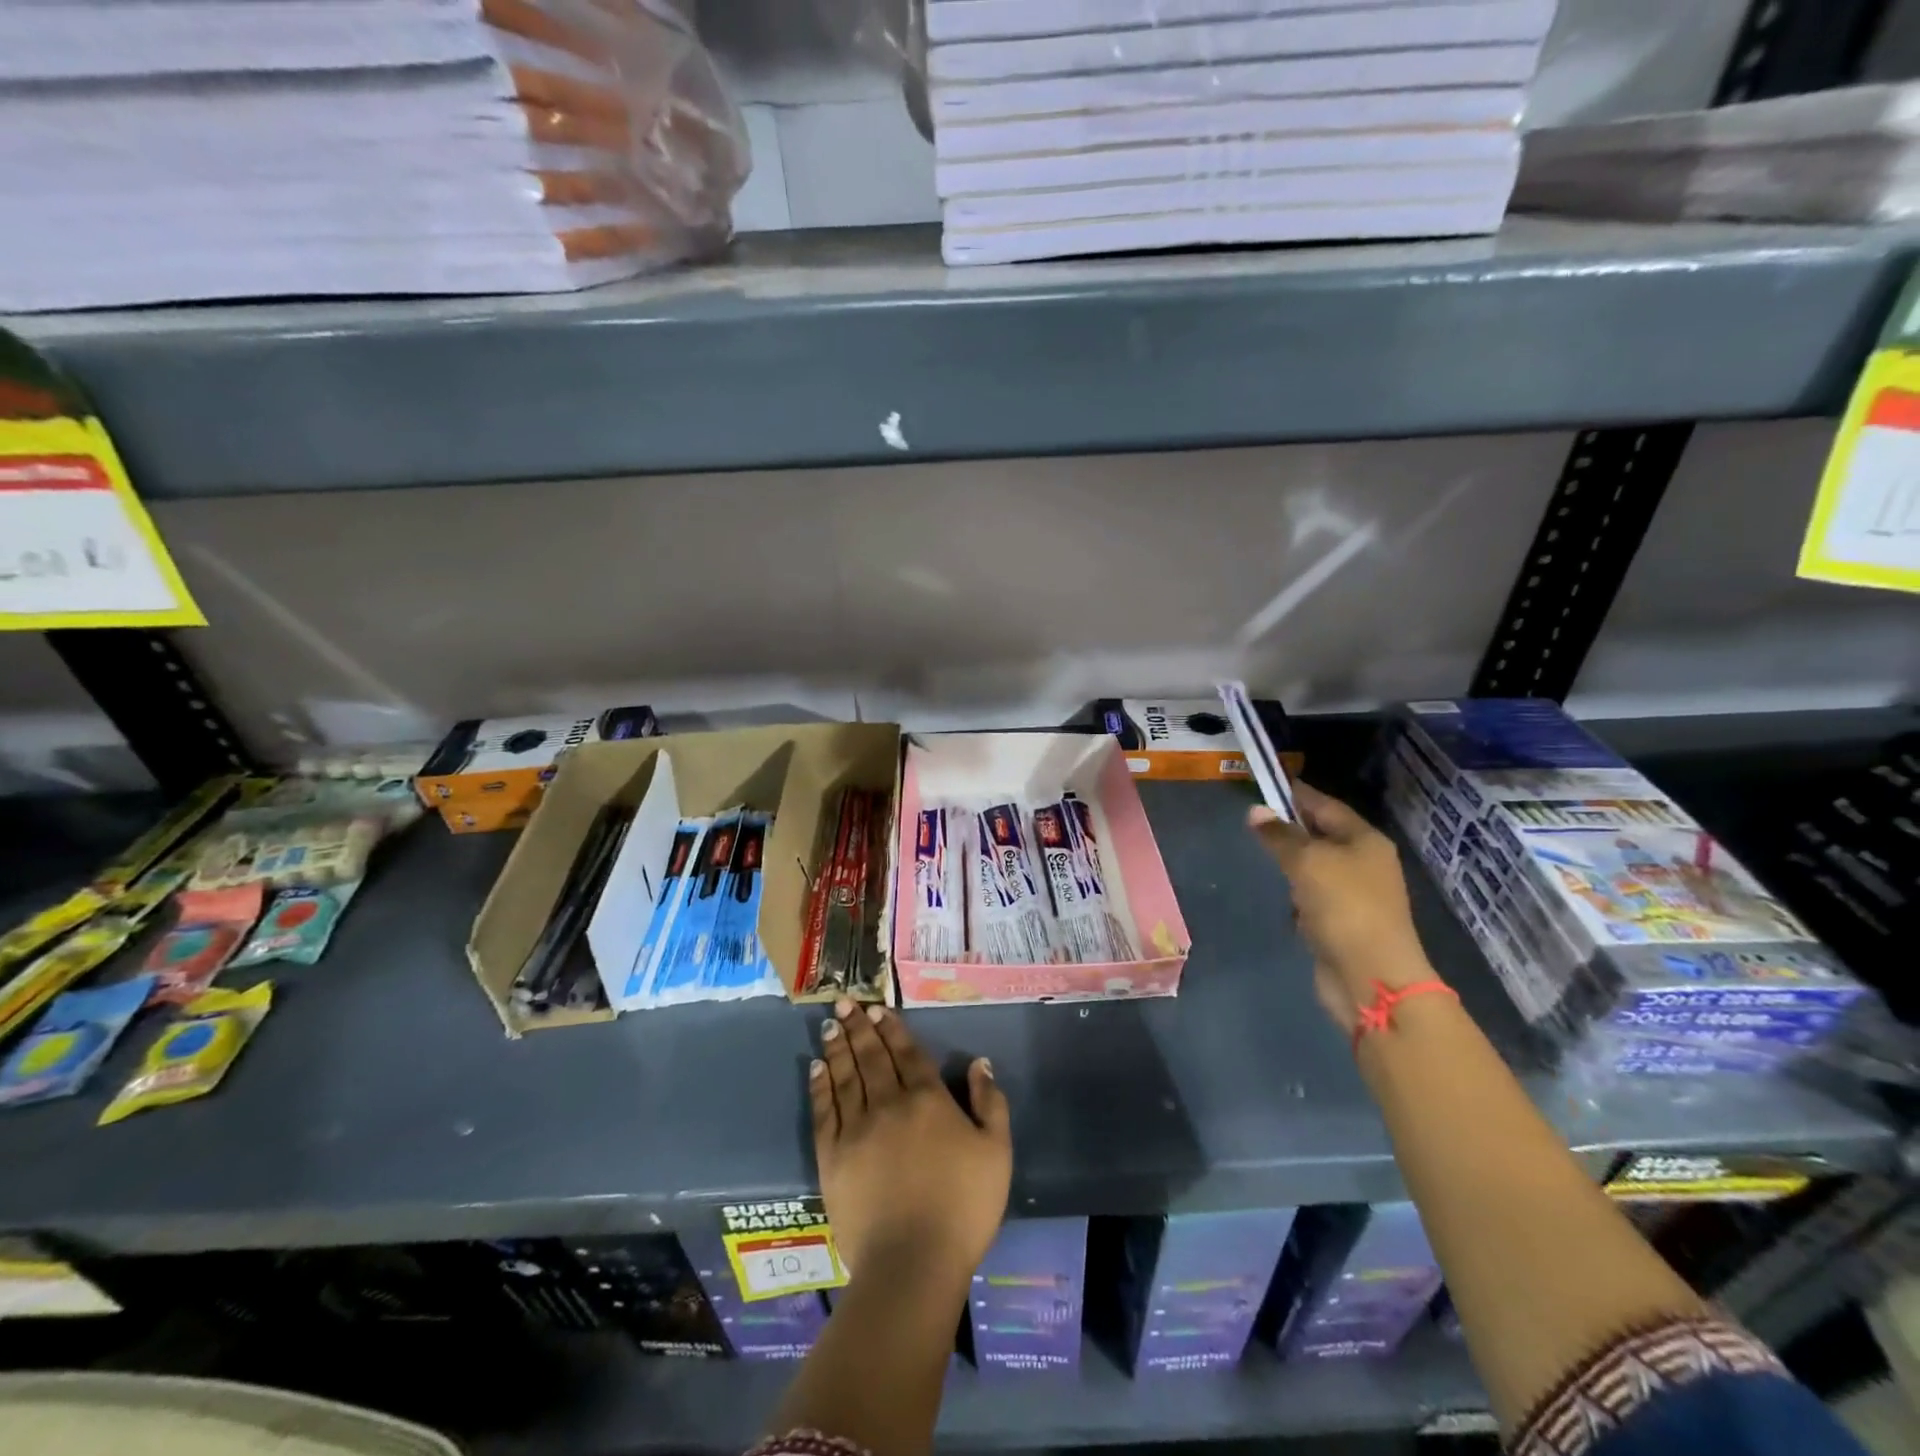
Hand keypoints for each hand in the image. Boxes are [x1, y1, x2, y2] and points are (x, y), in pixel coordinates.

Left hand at [811, 999, 1010, 1284]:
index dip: (892, 1028)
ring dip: (838, 1047)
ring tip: (831, 1024)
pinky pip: (824, 1111)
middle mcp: (889, 1103)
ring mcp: (856, 1129)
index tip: (877, 1008)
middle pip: (871, 1056)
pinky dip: (821, 1086)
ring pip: (846, 1076)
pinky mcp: (832, 1157)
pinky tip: (817, 1068)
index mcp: (928, 1099)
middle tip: (845, 1002)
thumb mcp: (997, 1152)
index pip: (907, 1053)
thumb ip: (990, 1103)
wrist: (912, 1263)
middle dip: (859, 1027)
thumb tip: (980, 1063)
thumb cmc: (963, 1207)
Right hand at [1248, 783, 1434, 1033]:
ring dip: (1292, 866)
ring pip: (1316, 867)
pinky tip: (1284, 903)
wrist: (1371, 977)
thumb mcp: (1306, 862)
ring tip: (1264, 860)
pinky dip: (1298, 897)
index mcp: (1365, 840)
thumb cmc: (1344, 907)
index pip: (1325, 805)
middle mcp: (1365, 862)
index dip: (1295, 794)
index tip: (1265, 784)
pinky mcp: (1343, 922)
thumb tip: (1255, 810)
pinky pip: (1314, 897)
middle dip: (1290, 830)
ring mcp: (1356, 894)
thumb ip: (1279, 836)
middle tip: (1254, 822)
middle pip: (1321, 835)